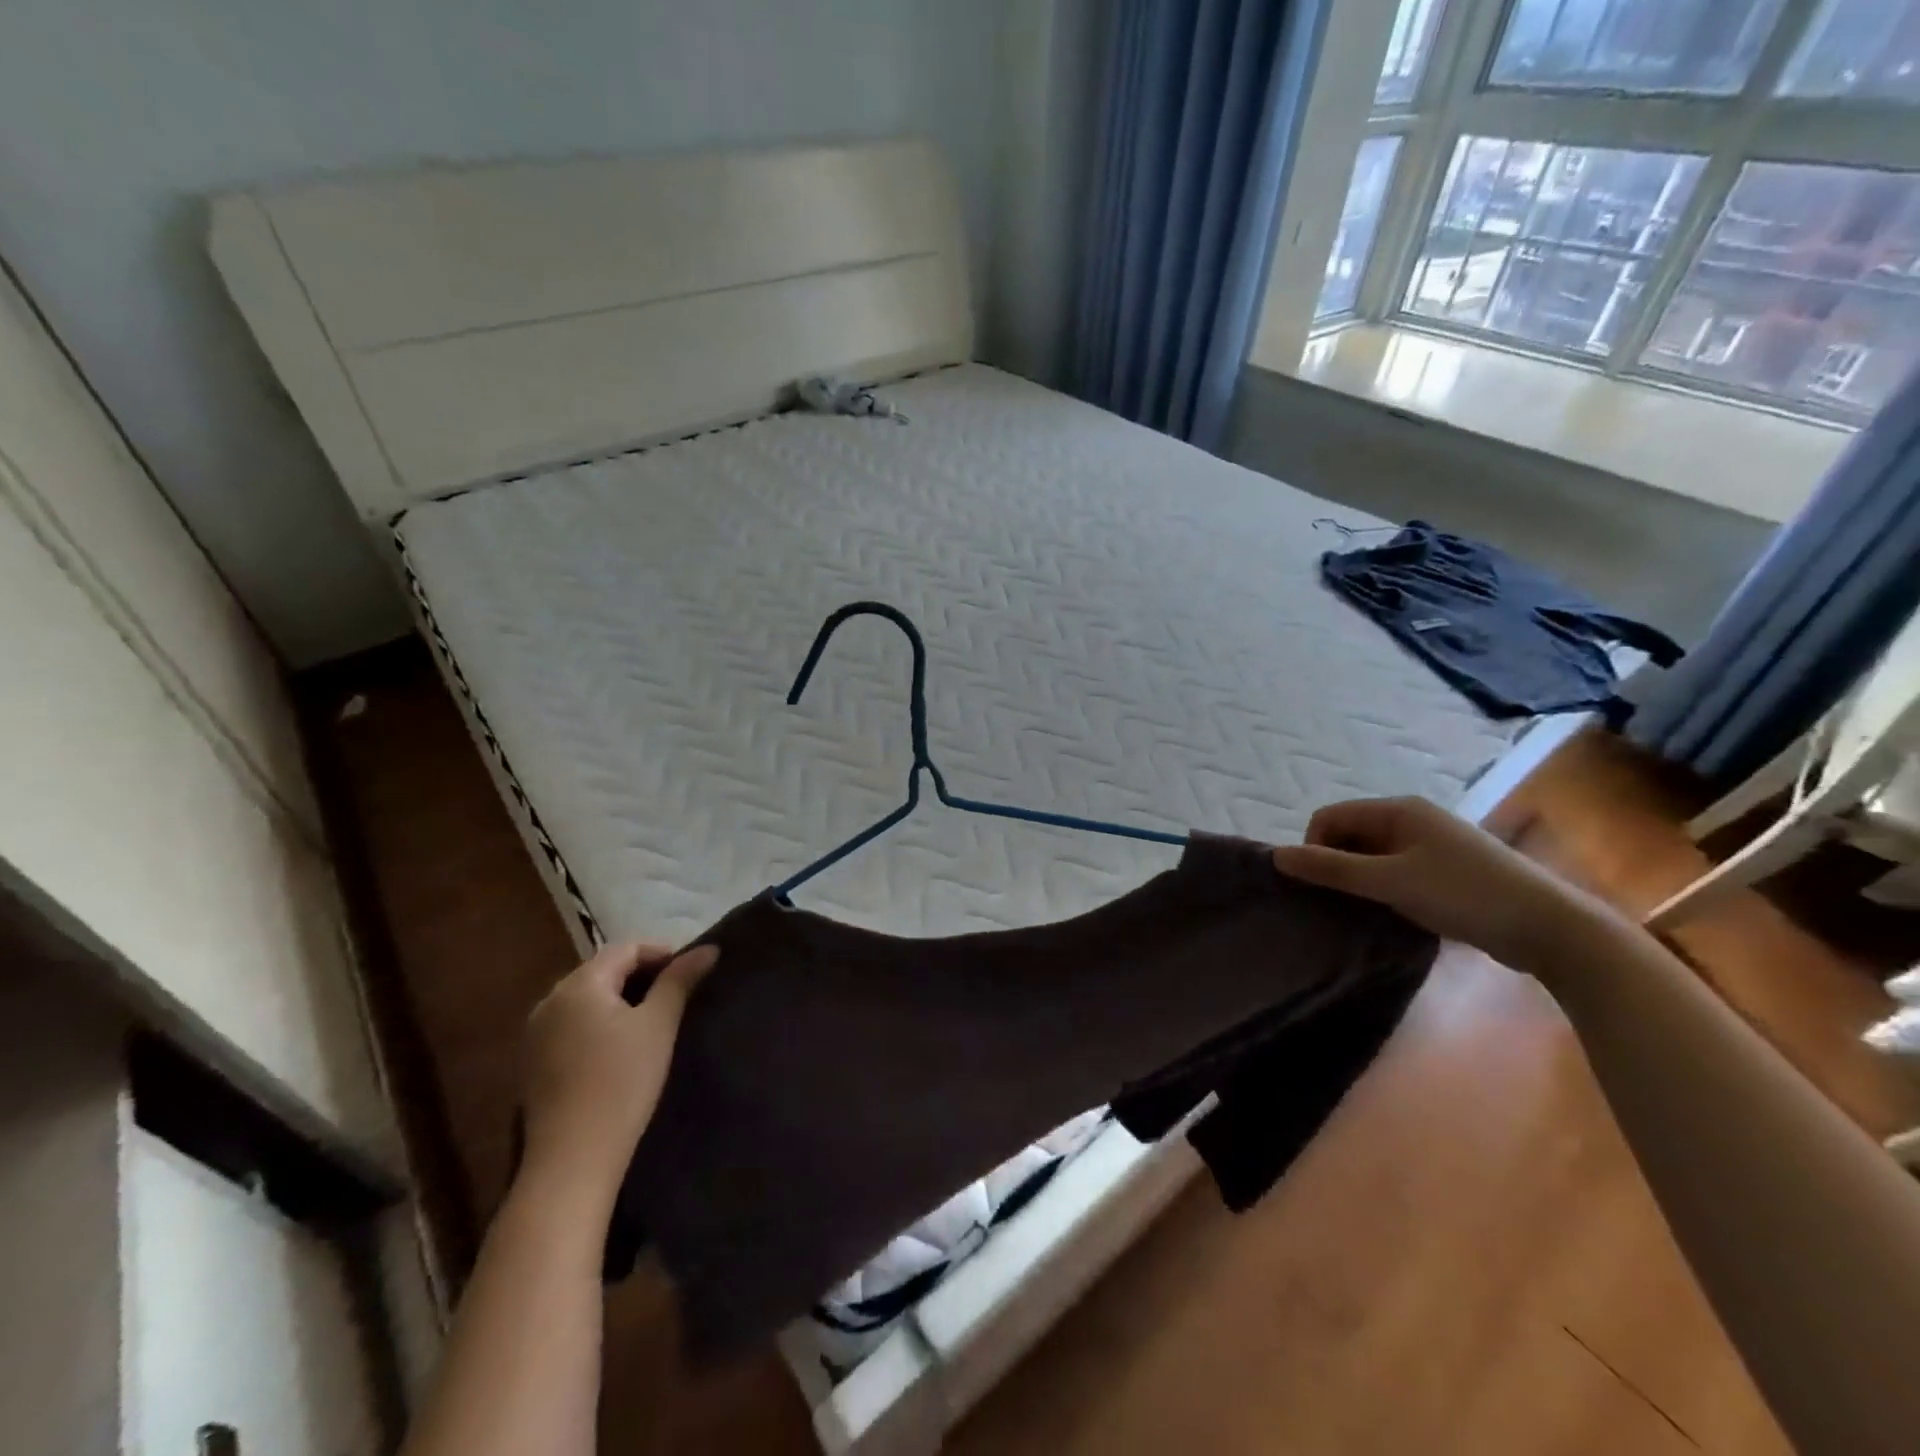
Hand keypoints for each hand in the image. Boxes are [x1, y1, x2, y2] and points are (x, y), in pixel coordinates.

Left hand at [520, 940, 717, 1201]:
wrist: (572, 1159)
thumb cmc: (622, 1081)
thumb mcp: (659, 1025)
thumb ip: (680, 981)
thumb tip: (708, 949)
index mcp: (579, 985)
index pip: (625, 948)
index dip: (661, 953)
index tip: (690, 973)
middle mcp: (549, 1000)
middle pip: (602, 971)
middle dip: (640, 975)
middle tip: (675, 995)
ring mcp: (534, 1034)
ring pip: (585, 999)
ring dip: (619, 999)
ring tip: (651, 1020)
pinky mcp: (531, 1064)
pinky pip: (571, 1025)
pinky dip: (598, 1023)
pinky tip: (617, 1047)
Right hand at [1271, 796, 1611, 977]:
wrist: (1552, 927)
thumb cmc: (1465, 895)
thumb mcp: (1390, 882)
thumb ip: (1332, 869)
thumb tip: (1276, 855)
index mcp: (1398, 810)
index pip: (1330, 817)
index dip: (1315, 848)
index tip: (1322, 886)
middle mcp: (1413, 819)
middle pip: (1351, 834)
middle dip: (1337, 864)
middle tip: (1343, 902)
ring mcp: (1434, 845)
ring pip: (1374, 855)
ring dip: (1361, 880)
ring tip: (1367, 911)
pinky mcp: (1448, 871)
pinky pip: (1397, 871)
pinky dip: (1386, 889)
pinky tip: (1395, 914)